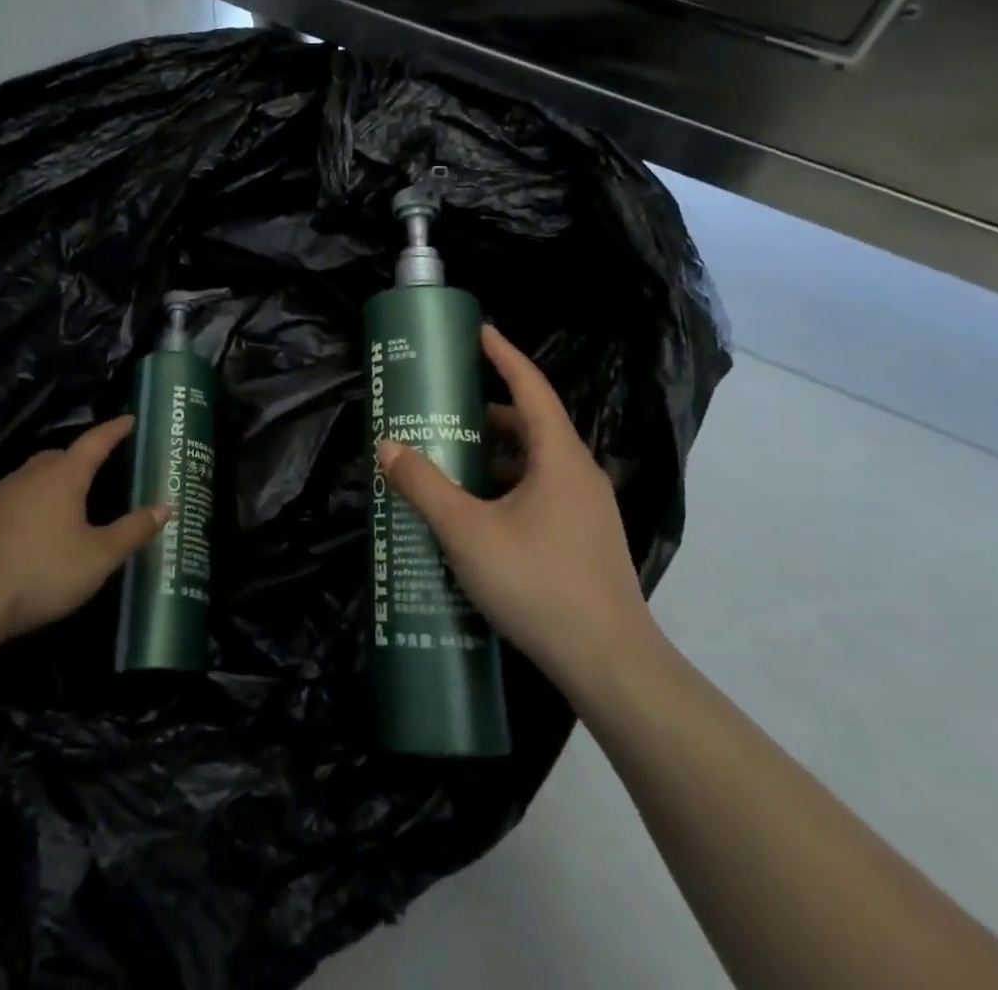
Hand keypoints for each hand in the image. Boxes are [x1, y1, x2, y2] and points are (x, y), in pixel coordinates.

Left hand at [0, 416, 166, 641]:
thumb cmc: (41, 571)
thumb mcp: (98, 557)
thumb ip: (132, 530)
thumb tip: (166, 506)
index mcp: (64, 476)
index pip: (95, 442)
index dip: (114, 430)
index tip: (129, 419)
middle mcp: (30, 475)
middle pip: (60, 456)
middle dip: (82, 457)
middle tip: (101, 467)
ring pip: (34, 476)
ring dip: (54, 481)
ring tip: (70, 501)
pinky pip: (15, 499)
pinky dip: (31, 503)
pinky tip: (34, 529)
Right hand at [375, 325, 658, 691]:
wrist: (610, 665)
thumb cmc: (538, 583)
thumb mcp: (467, 531)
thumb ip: (424, 486)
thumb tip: (387, 446)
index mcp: (560, 457)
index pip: (531, 387)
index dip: (503, 355)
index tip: (479, 331)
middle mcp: (579, 474)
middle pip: (533, 425)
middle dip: (489, 412)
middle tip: (446, 410)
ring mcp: (587, 510)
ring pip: (537, 464)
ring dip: (497, 455)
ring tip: (453, 461)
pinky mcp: (585, 541)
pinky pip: (542, 494)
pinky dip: (508, 486)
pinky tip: (480, 513)